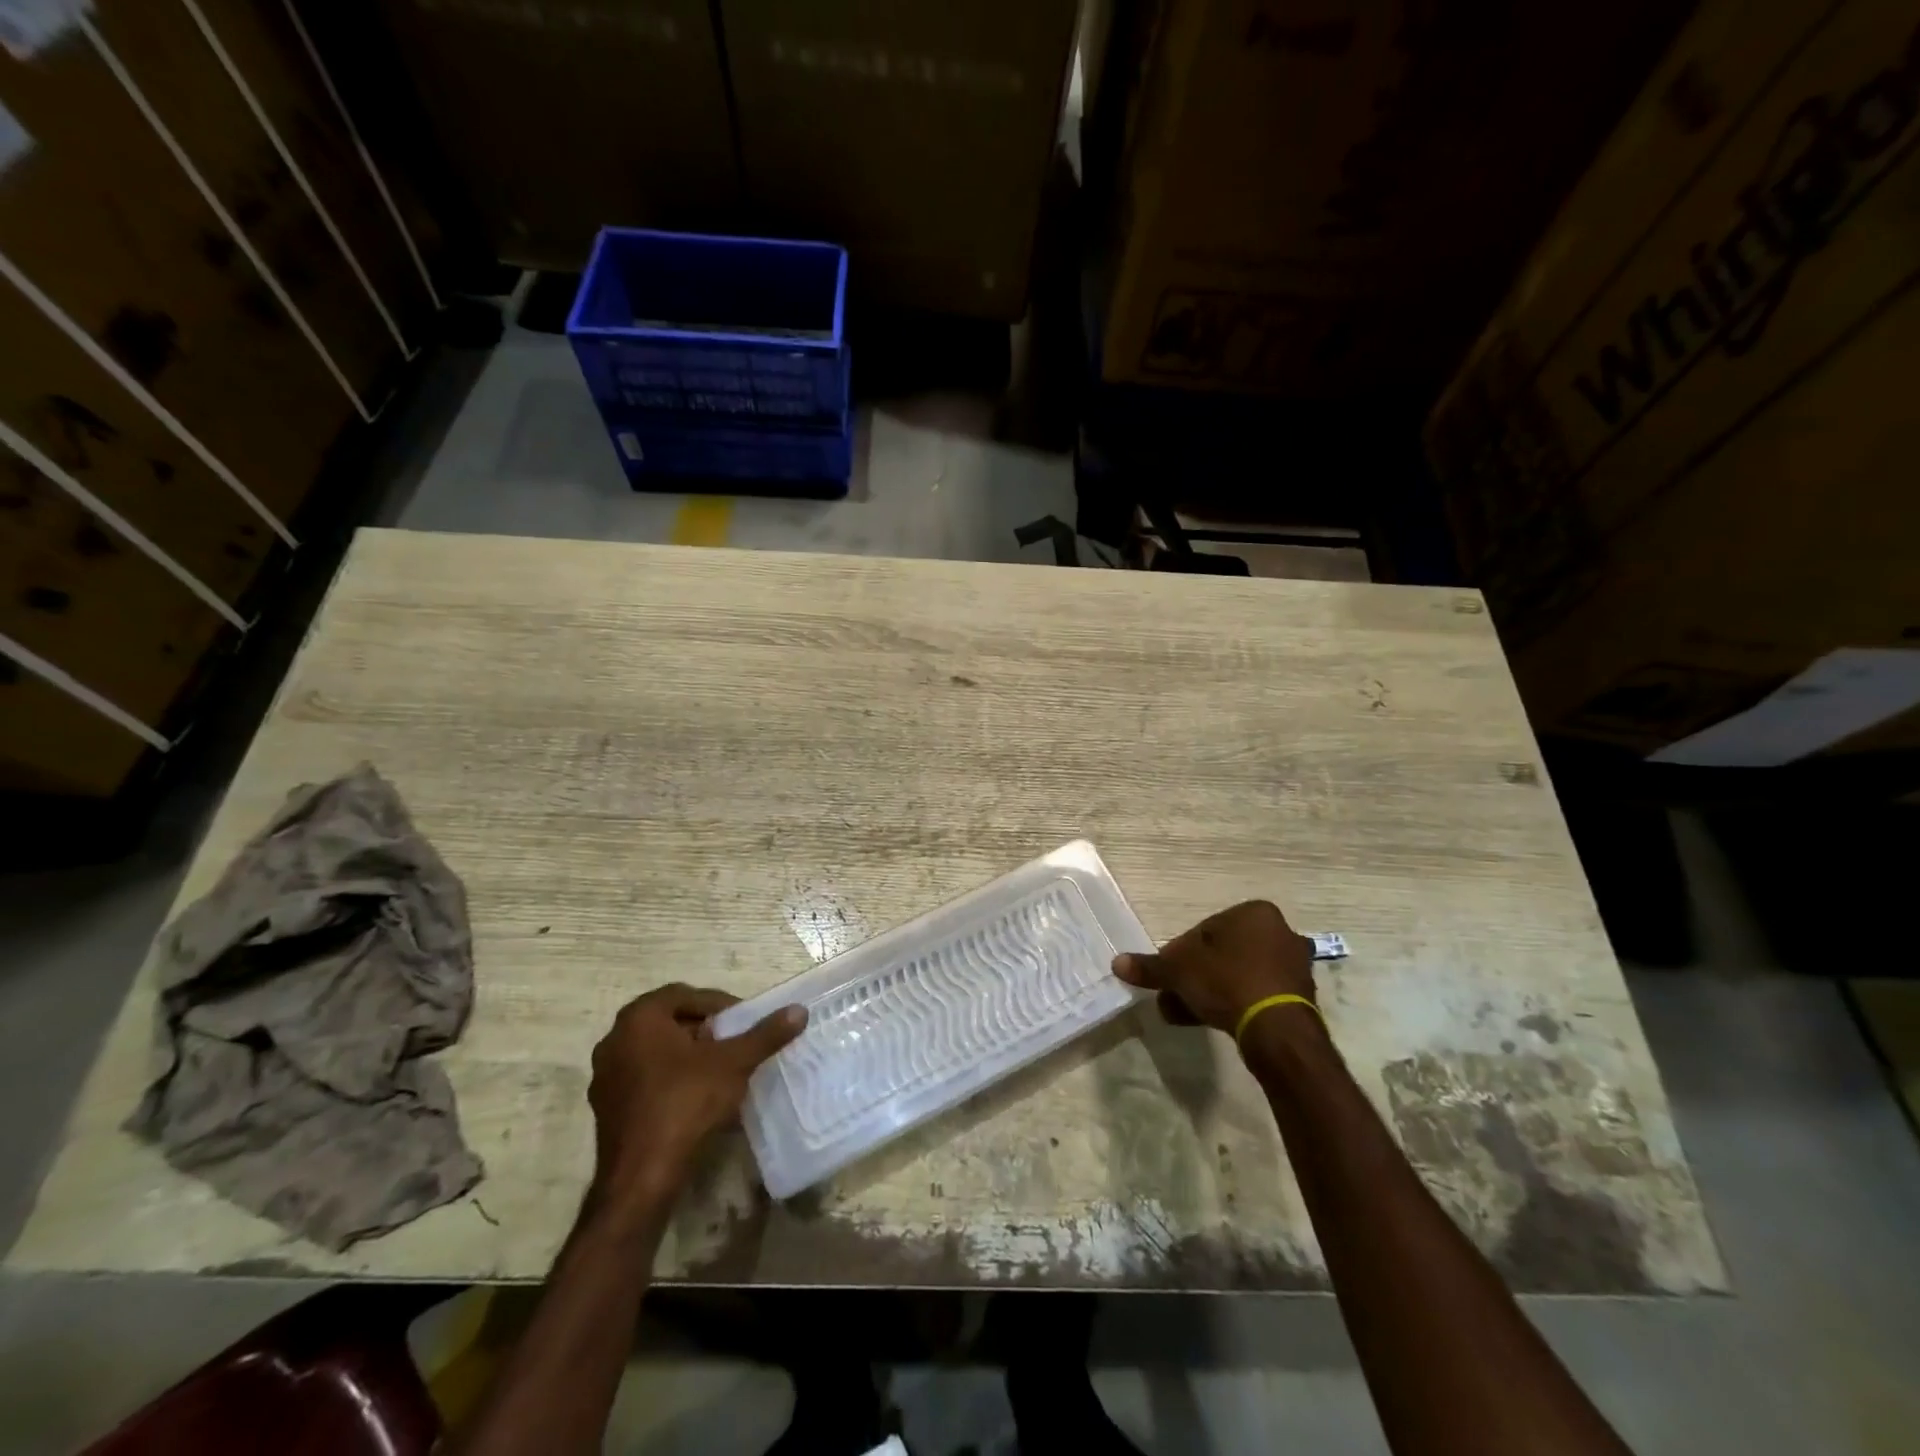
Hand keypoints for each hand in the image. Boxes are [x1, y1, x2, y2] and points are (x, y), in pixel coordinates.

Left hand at [587, 984, 806, 1210]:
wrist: (641, 1178)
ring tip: (720, 1071)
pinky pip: (646, 1080)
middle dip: (705, 1030)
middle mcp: (615, 1040)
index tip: (743, 1022)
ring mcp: (606, 1076)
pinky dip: (672, 1081)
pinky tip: (696, 1099)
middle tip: (734, 1044)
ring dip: (688, 1056)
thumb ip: (765, 1035)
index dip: (719, 1005)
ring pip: (656, 1052)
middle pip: (670, 1022)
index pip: (686, 995)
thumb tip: (799, 1011)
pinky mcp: (607, 1108)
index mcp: (639, 1018)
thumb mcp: (734, 1063)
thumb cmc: (686, 1103)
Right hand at [1113, 900, 1315, 1035]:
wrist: (1277, 1030)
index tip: (1167, 975)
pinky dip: (1233, 1004)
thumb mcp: (1179, 971)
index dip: (1179, 953)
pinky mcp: (1298, 997)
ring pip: (1236, 975)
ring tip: (1183, 1014)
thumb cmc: (1227, 982)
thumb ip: (1150, 966)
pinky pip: (1255, 994)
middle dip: (1194, 976)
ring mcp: (1292, 966)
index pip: (1204, 929)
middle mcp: (1279, 932)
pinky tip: (1210, 1021)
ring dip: (1209, 992)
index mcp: (1254, 913)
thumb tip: (1117, 963)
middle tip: (1172, 996)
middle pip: (1221, 953)